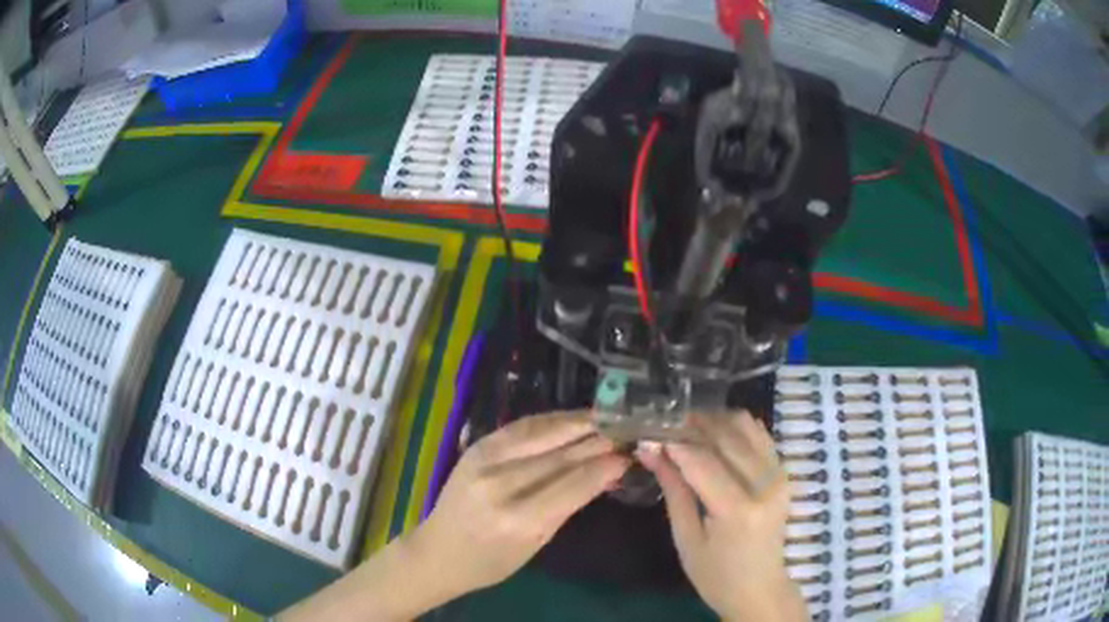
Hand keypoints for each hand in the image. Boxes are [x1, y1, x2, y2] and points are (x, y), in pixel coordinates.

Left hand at [280, 411, 628, 621]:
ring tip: (605, 417)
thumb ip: (567, 506)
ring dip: (576, 422)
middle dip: (597, 439)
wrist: (437, 550)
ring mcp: (483, 460)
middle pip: (560, 454)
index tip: (630, 454)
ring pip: (541, 432)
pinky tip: (569, 419)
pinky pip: (520, 427)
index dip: (605, 466)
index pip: (573, 484)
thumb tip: (604, 474)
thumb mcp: (535, 545)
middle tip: (626, 429)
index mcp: (516, 519)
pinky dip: (549, 421)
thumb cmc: (490, 561)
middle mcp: (499, 484)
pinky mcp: (475, 447)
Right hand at [637, 412, 806, 621]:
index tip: (648, 432)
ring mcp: (779, 475)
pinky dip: (734, 427)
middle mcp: (766, 485)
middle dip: (692, 425)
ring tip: (687, 429)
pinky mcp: (783, 471)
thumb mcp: (686, 538)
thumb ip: (673, 490)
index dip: (674, 442)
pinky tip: (713, 436)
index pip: (702, 462)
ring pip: (745, 426)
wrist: (759, 587)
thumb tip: (649, 450)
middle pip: (726, 436)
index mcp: (738, 511)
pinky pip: (759, 434)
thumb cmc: (715, 575)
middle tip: (664, 425)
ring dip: (713, 421)